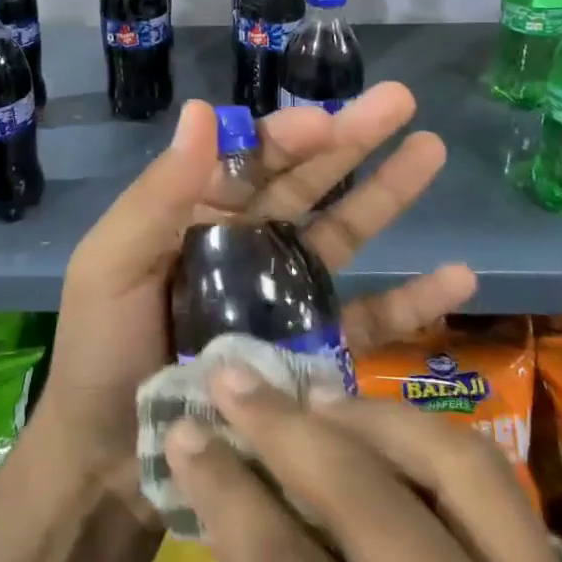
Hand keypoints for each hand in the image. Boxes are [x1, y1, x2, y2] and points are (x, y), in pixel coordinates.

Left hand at [37, 85, 475, 502]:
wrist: (107, 461)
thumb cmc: (102, 350)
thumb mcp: (113, 262)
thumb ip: (160, 192)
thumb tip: (203, 108)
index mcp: (200, 214)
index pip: (252, 158)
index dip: (290, 134)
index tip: (328, 122)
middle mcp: (248, 244)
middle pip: (307, 182)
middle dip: (352, 139)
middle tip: (402, 100)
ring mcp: (284, 297)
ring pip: (343, 234)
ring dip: (388, 194)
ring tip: (432, 151)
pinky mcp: (311, 353)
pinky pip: (368, 319)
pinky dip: (412, 299)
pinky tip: (459, 275)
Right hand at [167, 372, 561, 561]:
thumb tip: (256, 524)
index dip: (230, 497)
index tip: (182, 434)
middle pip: (373, 506)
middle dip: (284, 431)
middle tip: (229, 380)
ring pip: (458, 464)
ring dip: (369, 417)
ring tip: (307, 399)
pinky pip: (503, 491)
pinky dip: (431, 443)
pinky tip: (382, 432)